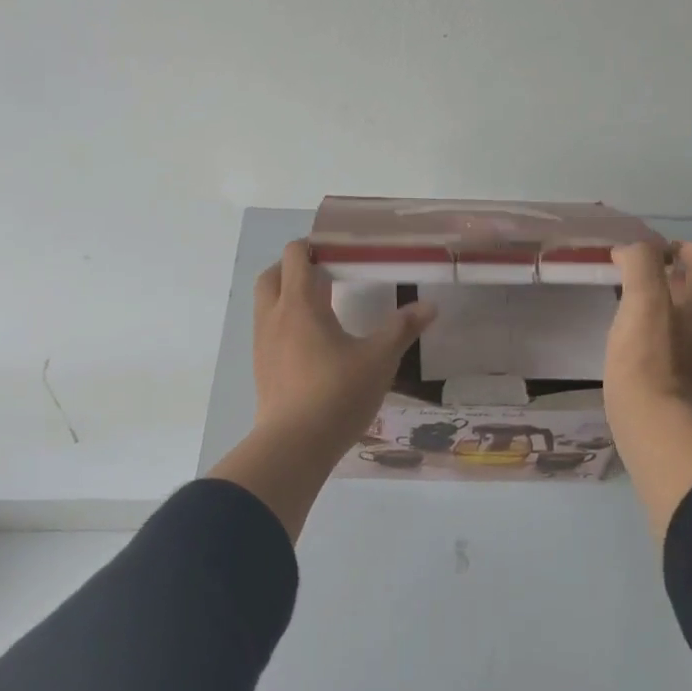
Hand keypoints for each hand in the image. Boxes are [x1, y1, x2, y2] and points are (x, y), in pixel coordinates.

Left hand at [256, 237, 436, 447]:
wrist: (294, 445)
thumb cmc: (337, 393)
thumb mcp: (379, 359)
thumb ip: (402, 328)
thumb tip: (430, 306)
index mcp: (299, 304)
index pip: (295, 255)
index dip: (313, 245)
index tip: (338, 250)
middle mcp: (274, 317)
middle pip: (272, 274)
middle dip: (295, 267)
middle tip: (326, 274)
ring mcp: (262, 344)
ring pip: (266, 304)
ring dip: (287, 295)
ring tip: (321, 307)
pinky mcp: (261, 368)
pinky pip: (268, 330)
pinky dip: (285, 322)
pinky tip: (312, 342)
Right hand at [605, 241, 691, 421]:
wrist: (658, 422)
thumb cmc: (646, 358)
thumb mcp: (639, 300)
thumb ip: (640, 264)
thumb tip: (631, 251)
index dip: (675, 248)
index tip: (644, 261)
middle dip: (686, 275)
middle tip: (650, 285)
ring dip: (686, 304)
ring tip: (650, 314)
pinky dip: (684, 332)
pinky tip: (657, 344)